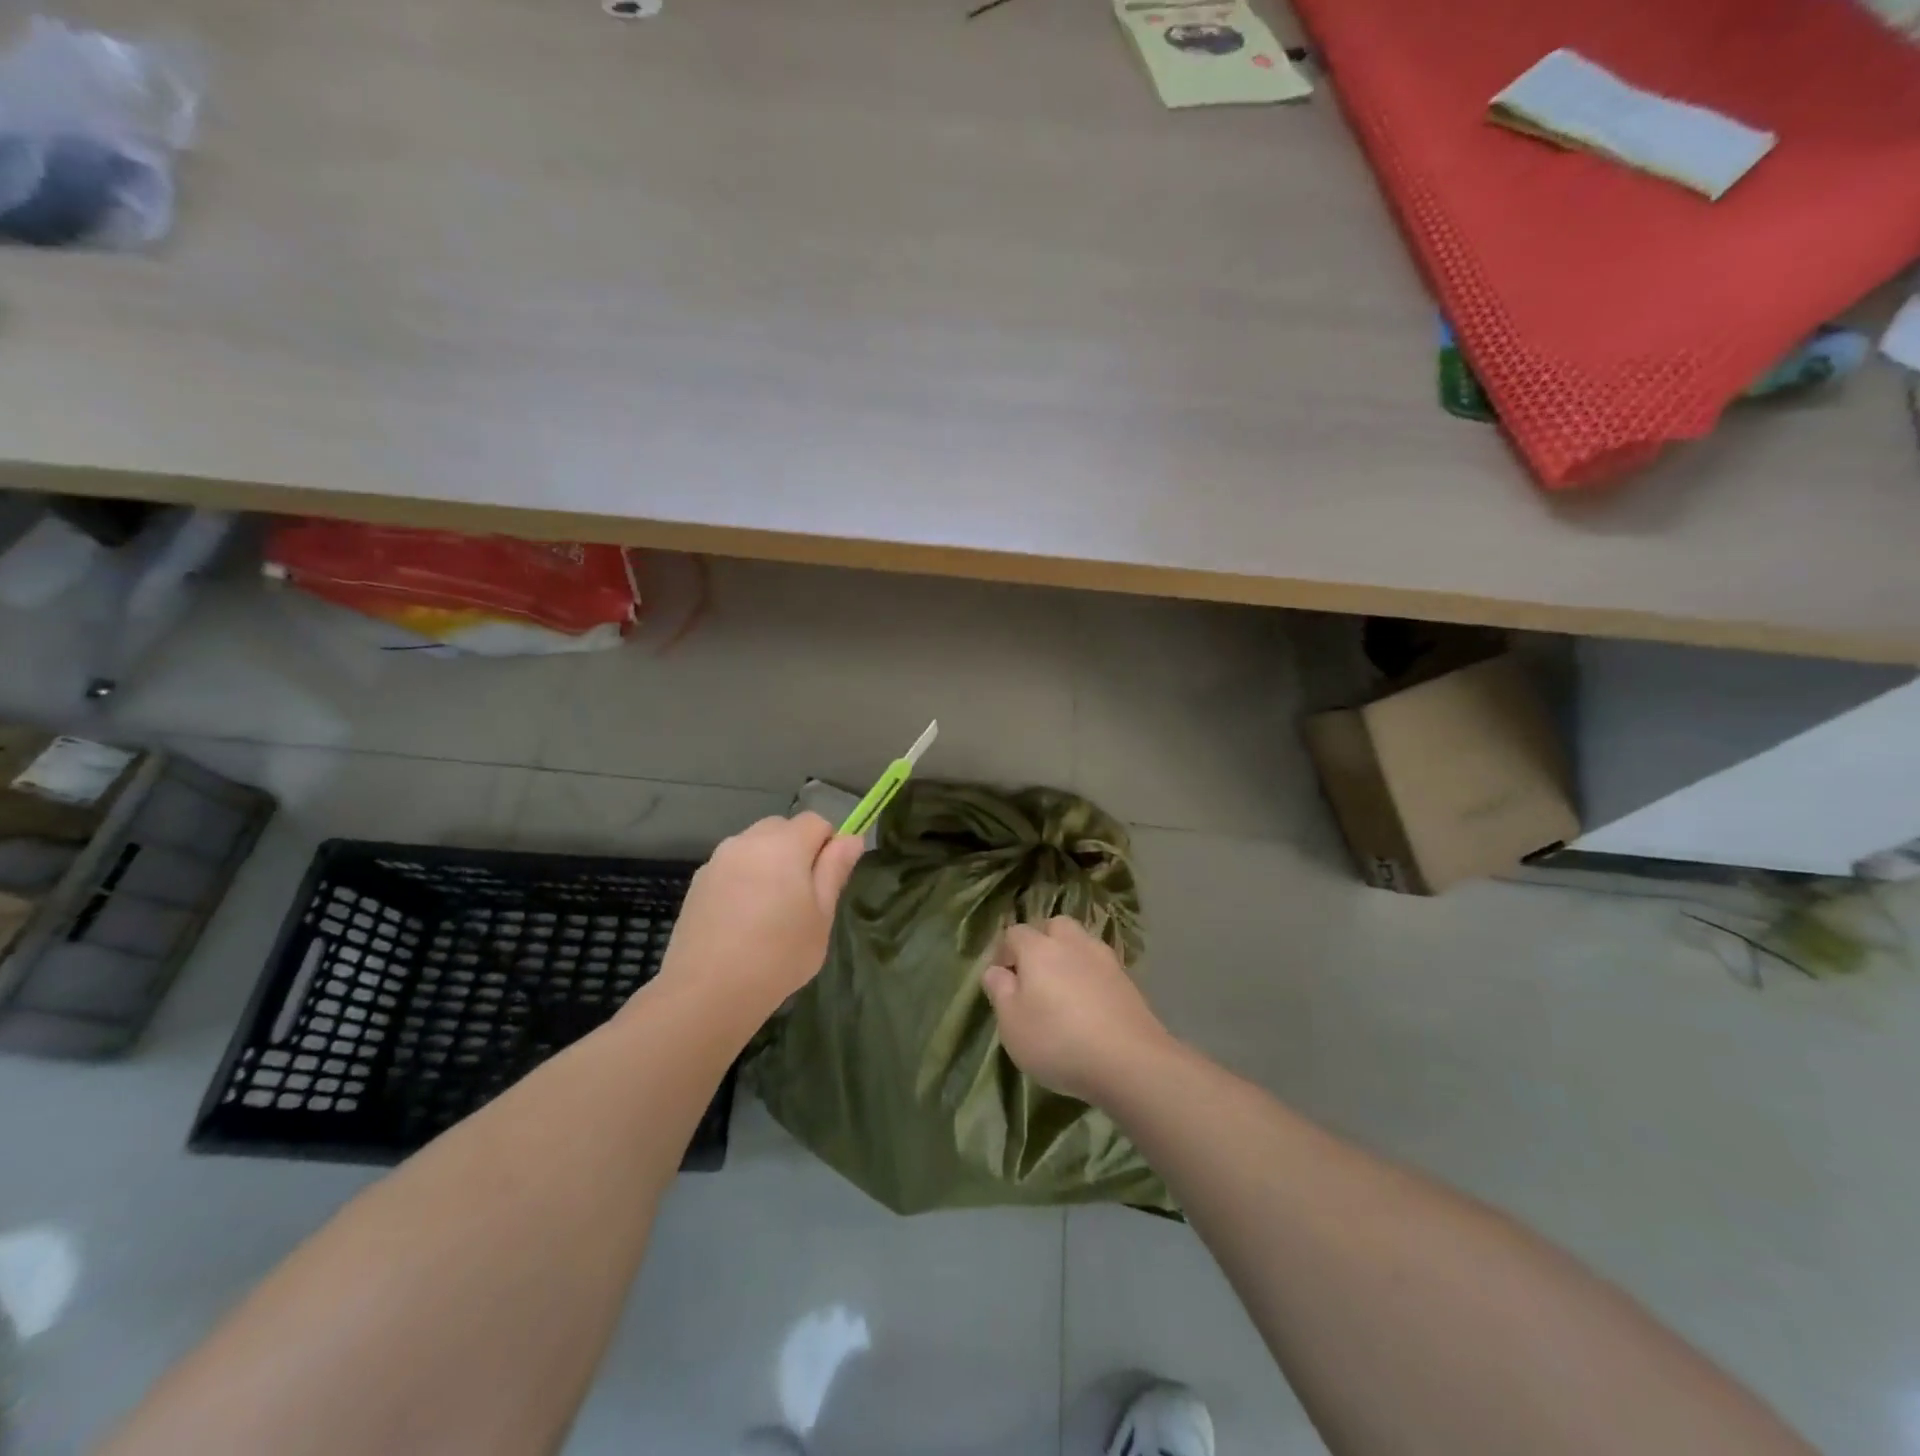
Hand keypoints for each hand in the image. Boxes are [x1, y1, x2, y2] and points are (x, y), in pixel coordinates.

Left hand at [653, 813, 863, 1019]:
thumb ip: (835, 870)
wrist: (708, 991)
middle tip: (801, 897)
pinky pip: (731, 867)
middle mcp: (748, 841)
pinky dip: (743, 880)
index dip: (828, 845)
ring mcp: (718, 860)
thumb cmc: (779, 954)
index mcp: (784, 844)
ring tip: (769, 911)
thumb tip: (851, 838)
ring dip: (768, 863)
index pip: (816, 822)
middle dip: (797, 850)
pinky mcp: (698, 883)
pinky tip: (742, 920)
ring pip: (754, 846)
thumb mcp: (821, 916)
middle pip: (782, 828)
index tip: (826, 882)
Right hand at [982, 916, 1174, 1104]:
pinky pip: (1100, 965)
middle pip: (1054, 926)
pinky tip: (1089, 1002)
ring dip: (1068, 955)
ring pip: (1081, 942)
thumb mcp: (1012, 1024)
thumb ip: (1000, 991)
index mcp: (1038, 948)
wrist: (1130, 1060)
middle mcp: (1072, 943)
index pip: (1015, 933)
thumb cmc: (1058, 1041)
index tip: (1002, 978)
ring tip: (1062, 988)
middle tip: (1034, 975)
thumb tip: (995, 970)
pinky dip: (1091, 974)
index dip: (1004, 951)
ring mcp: (1104, 958)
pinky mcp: (1127, 980)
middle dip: (1041, 941)